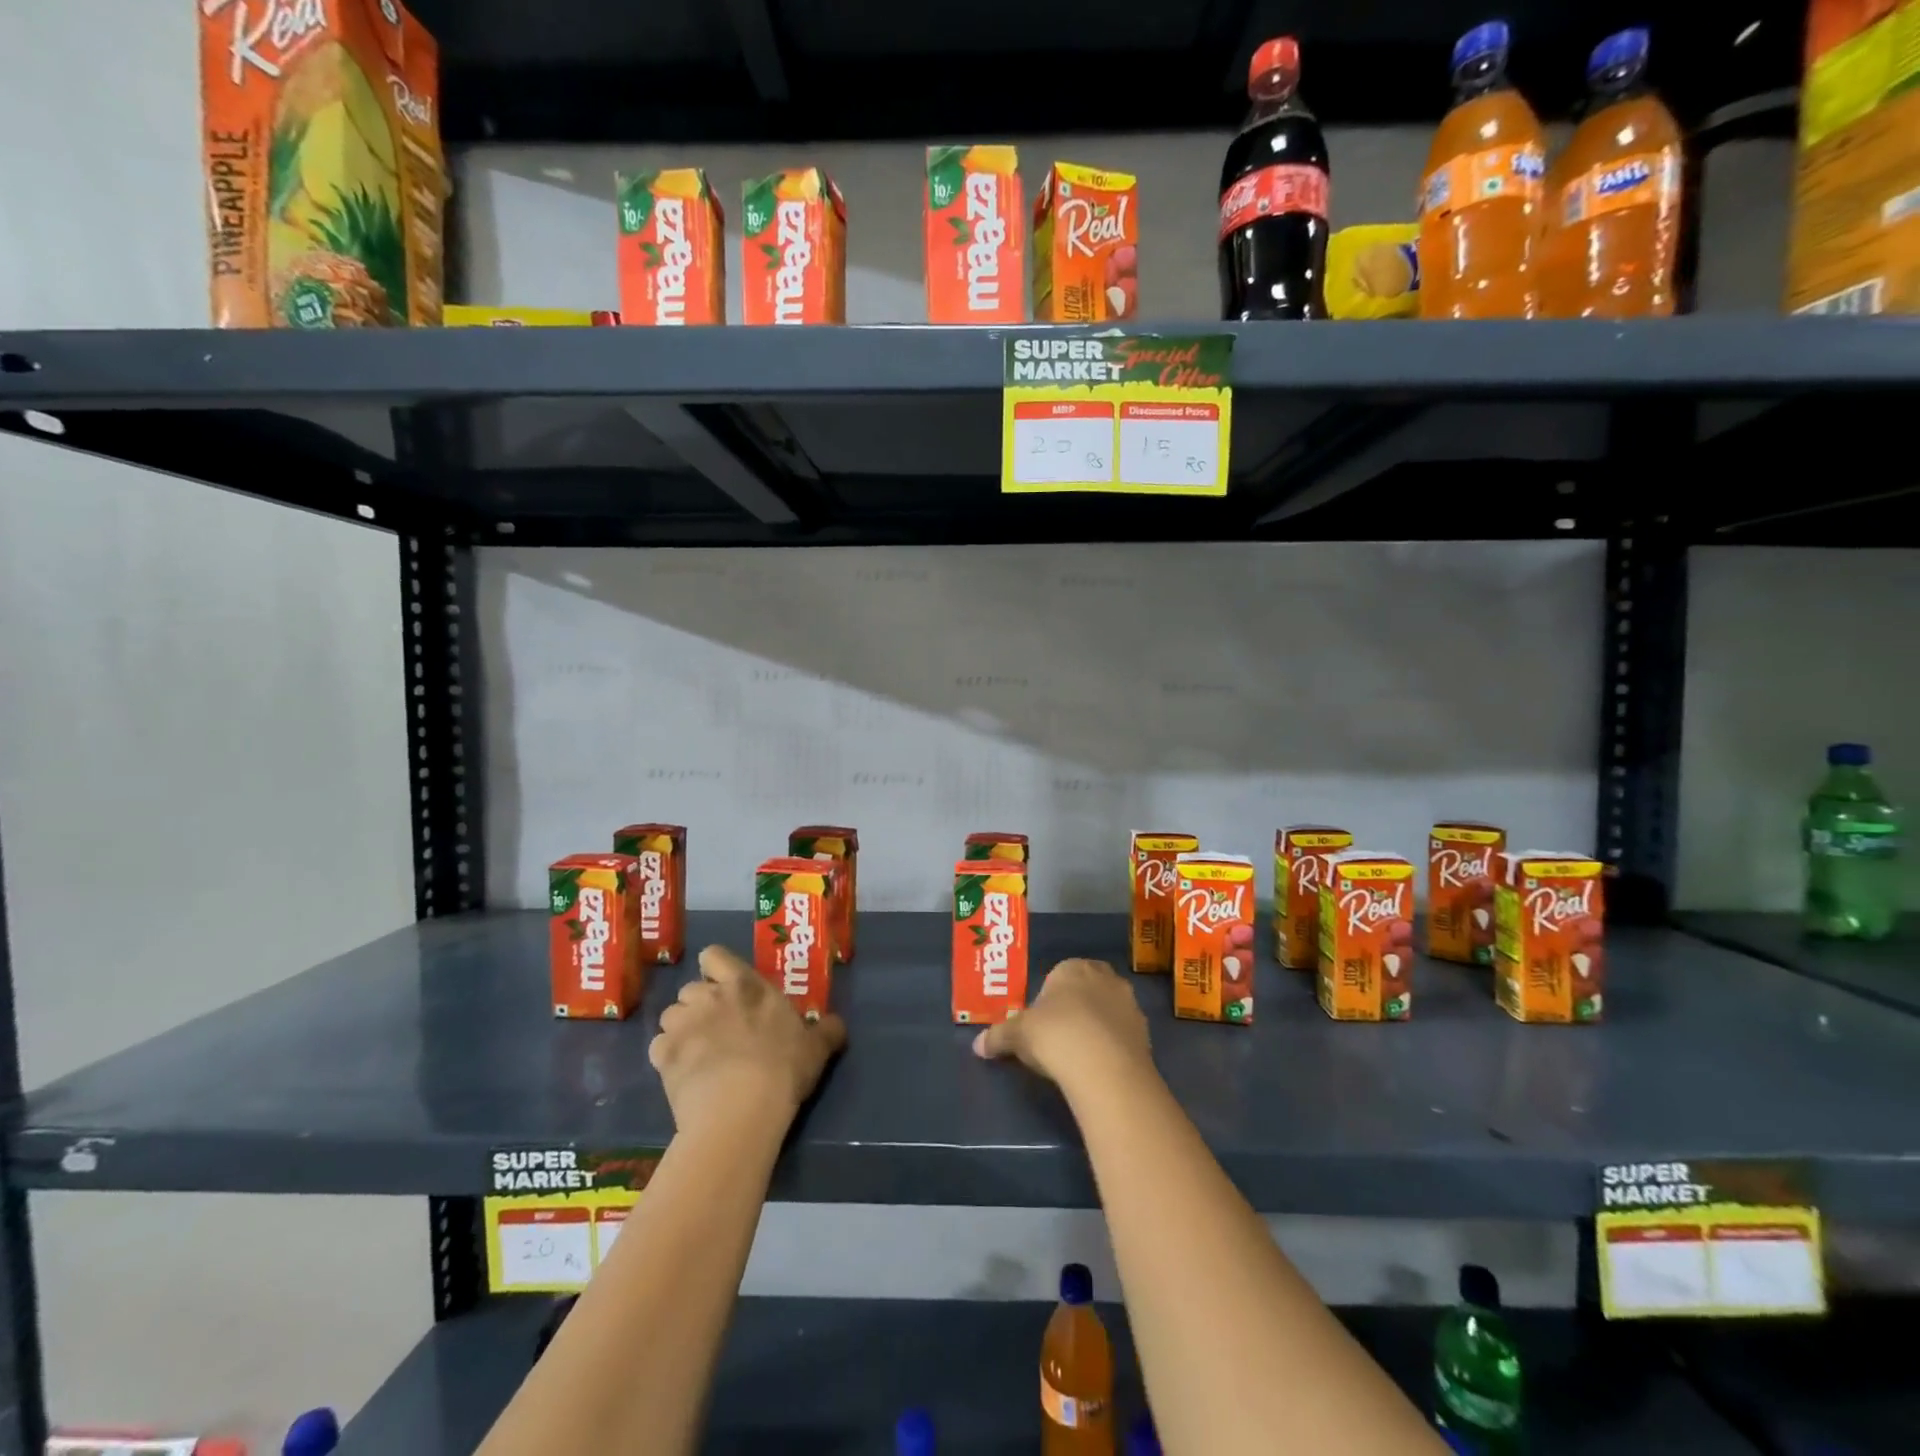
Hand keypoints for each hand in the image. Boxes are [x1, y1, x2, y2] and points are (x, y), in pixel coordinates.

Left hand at [649, 945, 846, 1137]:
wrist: (740, 1109)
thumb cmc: (782, 1068)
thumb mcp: (816, 1048)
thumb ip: (826, 1030)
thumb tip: (837, 1024)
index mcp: (745, 985)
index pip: (714, 955)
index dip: (716, 968)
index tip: (726, 987)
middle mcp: (709, 996)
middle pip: (691, 989)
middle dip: (699, 1005)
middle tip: (717, 1029)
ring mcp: (682, 1025)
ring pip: (671, 1016)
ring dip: (681, 1030)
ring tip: (697, 1054)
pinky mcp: (662, 1056)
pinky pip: (658, 1048)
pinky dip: (667, 1058)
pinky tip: (682, 1076)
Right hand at [972, 957, 1151, 1090]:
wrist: (1104, 1066)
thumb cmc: (1055, 1035)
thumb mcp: (1017, 1035)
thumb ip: (998, 1037)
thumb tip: (977, 1045)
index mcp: (1072, 967)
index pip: (1059, 974)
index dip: (1049, 998)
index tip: (1040, 1022)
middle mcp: (1105, 977)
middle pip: (1087, 989)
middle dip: (1076, 1007)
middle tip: (1059, 1035)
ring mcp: (1130, 1004)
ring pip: (1108, 1010)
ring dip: (1097, 1026)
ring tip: (1080, 1055)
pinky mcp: (1146, 1033)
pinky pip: (1123, 1034)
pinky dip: (1113, 1046)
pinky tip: (1099, 1067)